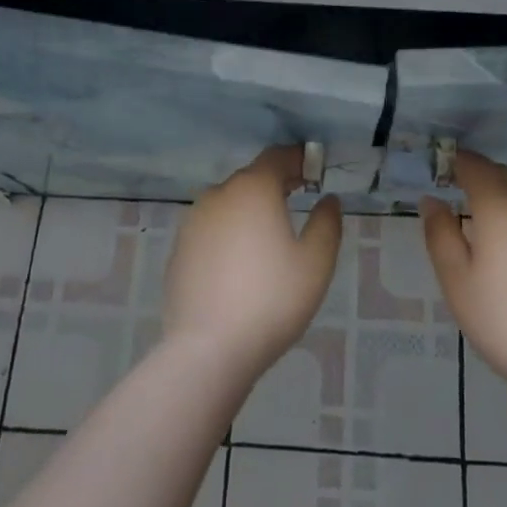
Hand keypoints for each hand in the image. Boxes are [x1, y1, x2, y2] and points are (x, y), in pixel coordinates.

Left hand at [162, 146, 343, 379]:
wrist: (208, 349)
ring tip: (269, 234)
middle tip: (298, 198)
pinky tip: (239, 263)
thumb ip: (326, 223)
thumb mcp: (316, 262)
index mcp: (253, 188)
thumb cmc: (271, 299)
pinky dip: (228, 234)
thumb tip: (327, 200)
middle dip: (275, 184)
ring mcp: (193, 222)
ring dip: (249, 209)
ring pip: (228, 204)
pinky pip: (211, 229)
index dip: (298, 159)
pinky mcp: (179, 250)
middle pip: (251, 178)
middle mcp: (219, 195)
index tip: (314, 171)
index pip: (277, 157)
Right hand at [422, 151, 506, 403]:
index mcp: (500, 205)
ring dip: (502, 196)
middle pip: (502, 174)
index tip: (439, 170)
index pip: (475, 165)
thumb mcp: (457, 281)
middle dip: (478, 176)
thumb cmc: (506, 320)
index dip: (455, 162)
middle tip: (456, 194)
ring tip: (483, 226)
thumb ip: (440, 234)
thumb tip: (432, 200)